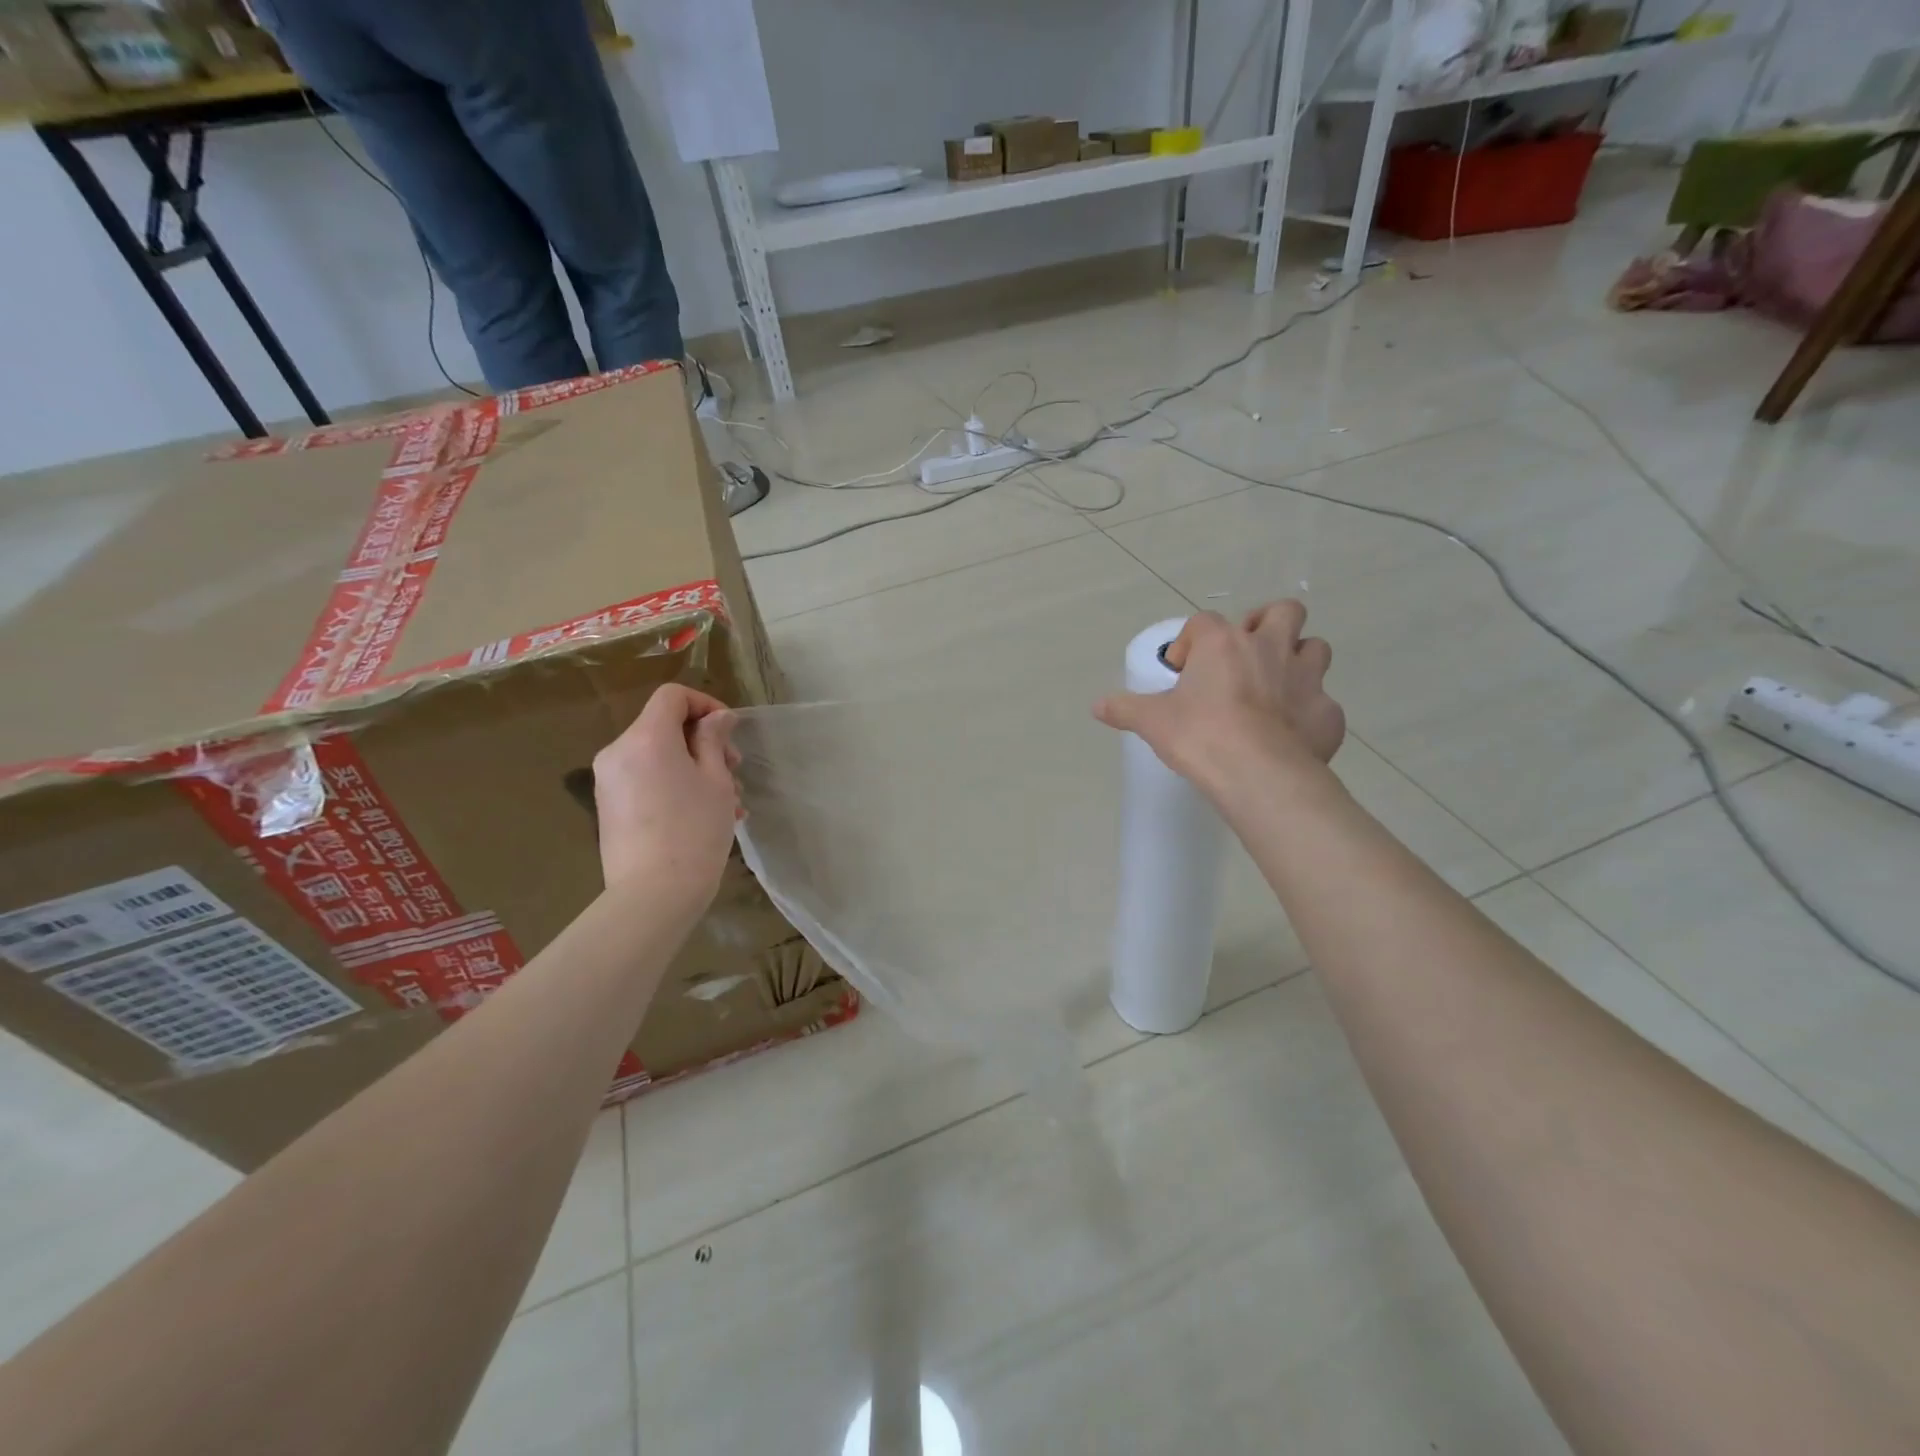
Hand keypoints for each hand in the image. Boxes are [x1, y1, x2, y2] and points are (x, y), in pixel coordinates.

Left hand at [592, 684, 740, 903]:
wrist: (653, 895)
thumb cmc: (694, 831)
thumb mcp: (716, 780)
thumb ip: (714, 740)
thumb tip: (717, 718)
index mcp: (646, 738)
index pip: (672, 696)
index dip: (705, 704)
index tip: (729, 732)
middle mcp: (619, 752)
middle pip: (664, 726)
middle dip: (704, 742)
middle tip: (735, 771)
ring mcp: (609, 781)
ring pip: (658, 756)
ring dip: (694, 768)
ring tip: (729, 802)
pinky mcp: (609, 807)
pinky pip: (646, 780)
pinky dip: (674, 784)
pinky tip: (704, 814)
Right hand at [1094, 601, 1345, 796]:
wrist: (1259, 774)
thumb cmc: (1201, 736)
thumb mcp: (1152, 722)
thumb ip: (1124, 708)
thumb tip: (1097, 705)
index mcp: (1223, 643)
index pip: (1204, 622)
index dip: (1190, 642)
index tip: (1181, 671)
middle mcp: (1270, 648)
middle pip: (1282, 612)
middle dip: (1267, 625)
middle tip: (1247, 655)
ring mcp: (1307, 678)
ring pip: (1315, 648)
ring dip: (1298, 660)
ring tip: (1276, 688)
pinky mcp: (1328, 713)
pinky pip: (1323, 703)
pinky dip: (1309, 712)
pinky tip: (1291, 734)